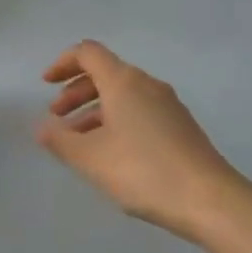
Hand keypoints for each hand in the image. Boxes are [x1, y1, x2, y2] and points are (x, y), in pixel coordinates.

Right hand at [36, 40, 243, 241]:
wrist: (209, 199)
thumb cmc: (142, 171)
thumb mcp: (90, 158)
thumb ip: (60, 140)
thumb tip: (42, 128)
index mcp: (124, 82)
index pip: (88, 53)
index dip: (62, 63)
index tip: (45, 85)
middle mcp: (147, 85)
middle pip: (105, 73)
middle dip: (76, 91)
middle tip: (57, 117)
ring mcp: (168, 105)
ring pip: (123, 95)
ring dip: (94, 109)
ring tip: (78, 141)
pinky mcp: (180, 126)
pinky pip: (139, 111)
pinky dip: (116, 121)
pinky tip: (109, 153)